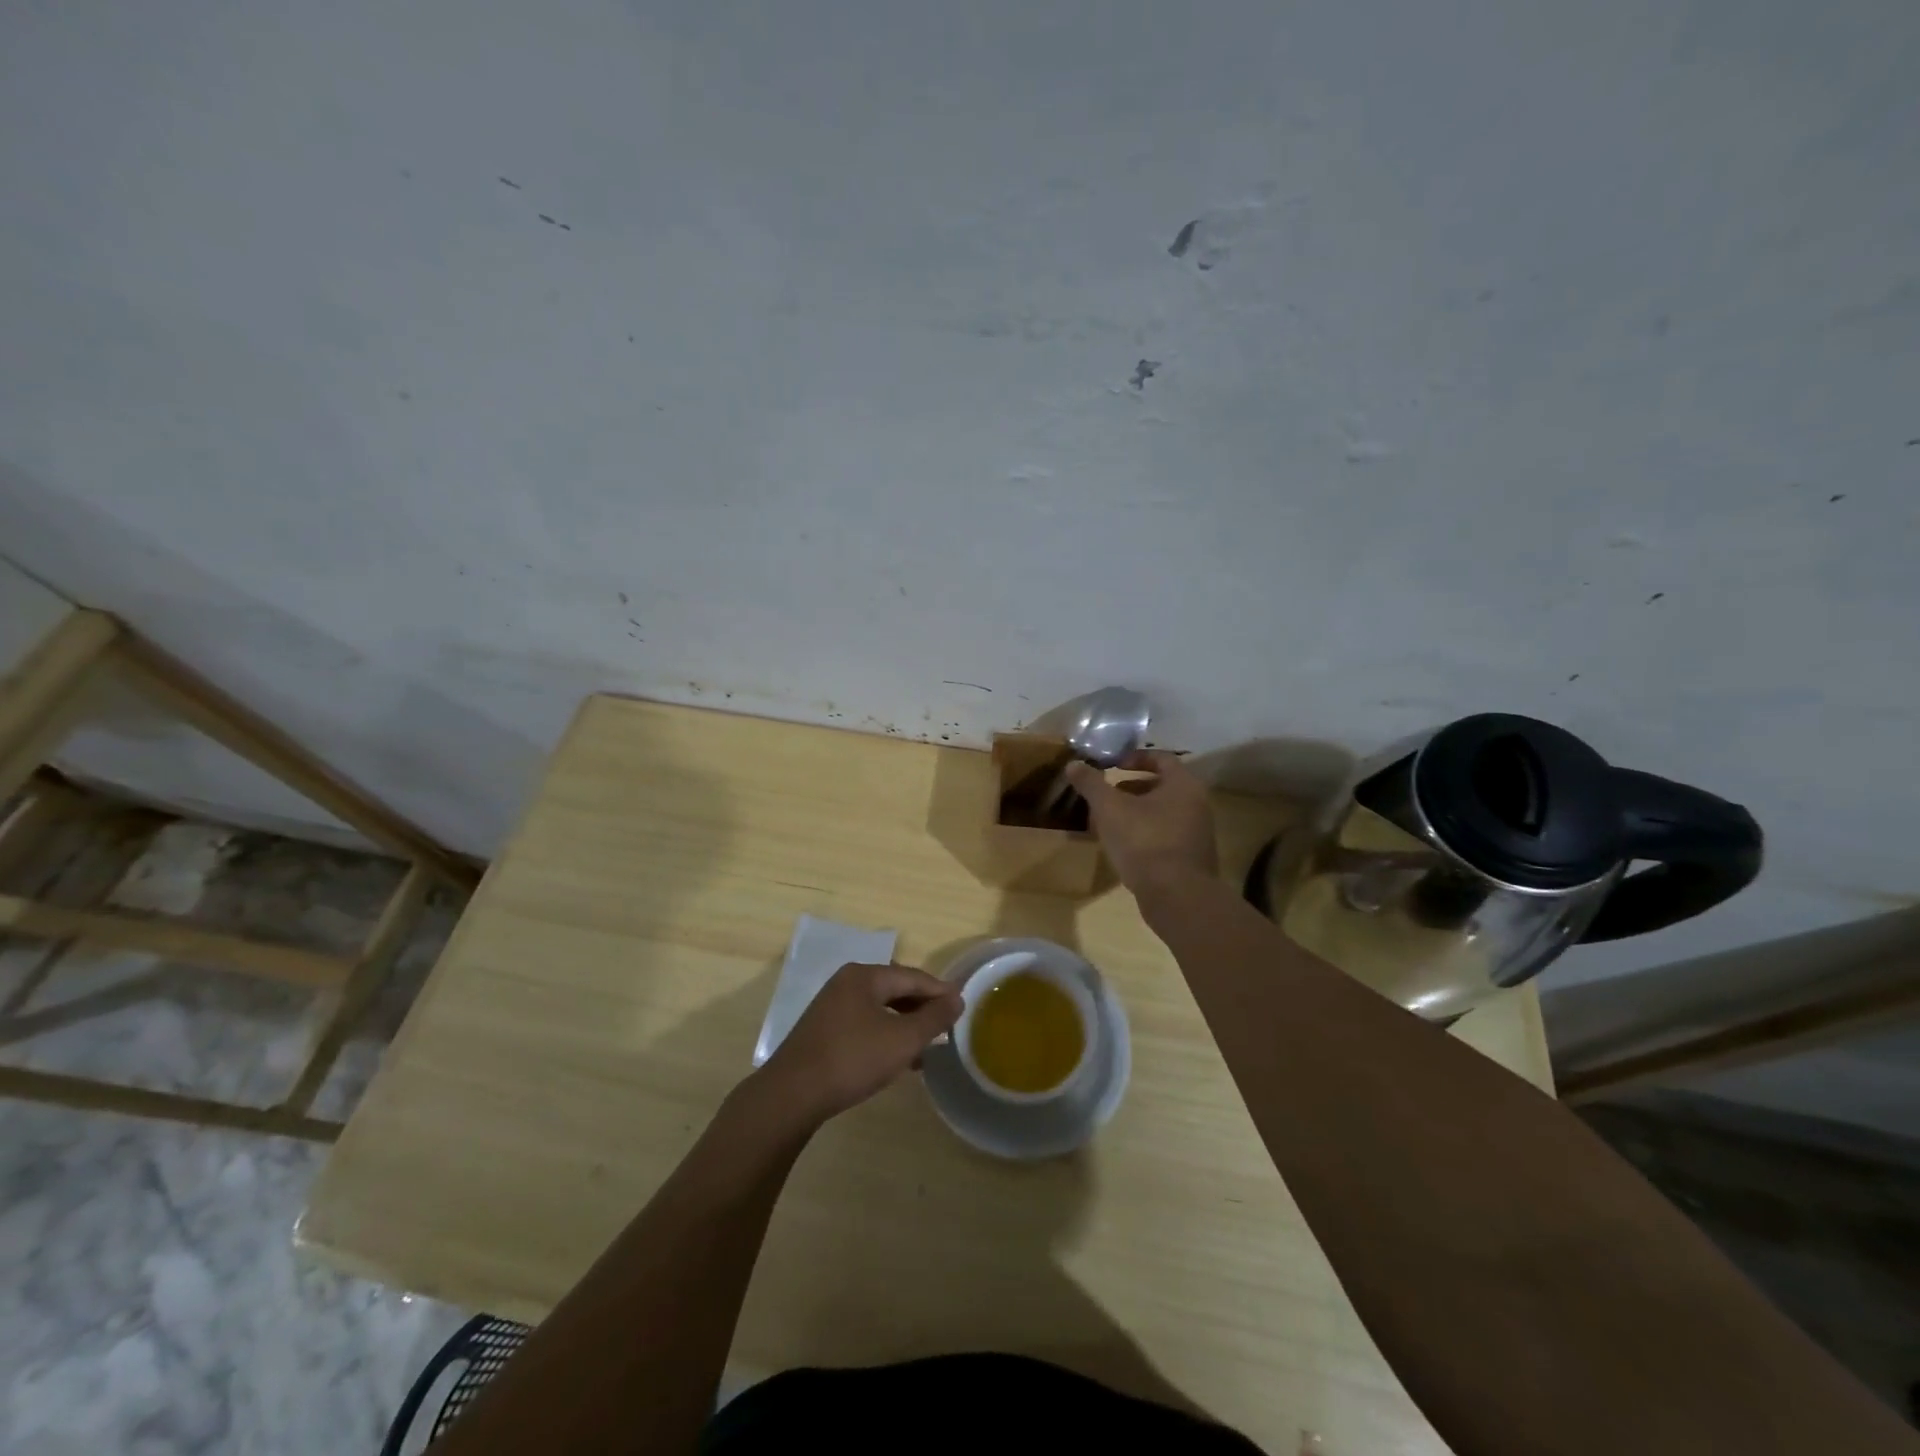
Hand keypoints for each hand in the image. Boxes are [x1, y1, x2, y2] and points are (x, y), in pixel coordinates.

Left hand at [755, 962, 962, 1126]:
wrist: (792, 1095)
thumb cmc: (853, 1059)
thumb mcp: (902, 1040)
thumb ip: (933, 1018)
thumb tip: (957, 998)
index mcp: (865, 975)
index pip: (913, 976)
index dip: (940, 991)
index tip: (963, 1007)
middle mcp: (847, 983)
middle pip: (895, 989)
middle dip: (922, 1008)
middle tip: (946, 1028)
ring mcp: (832, 1006)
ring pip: (880, 1009)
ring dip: (905, 1025)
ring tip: (926, 1049)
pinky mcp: (823, 1030)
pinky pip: (865, 1024)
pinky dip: (885, 1035)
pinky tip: (896, 1060)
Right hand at [1066, 750, 1219, 896]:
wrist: (1177, 897)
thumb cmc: (1144, 842)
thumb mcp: (1110, 809)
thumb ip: (1092, 784)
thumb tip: (1073, 764)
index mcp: (1183, 785)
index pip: (1162, 758)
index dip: (1135, 758)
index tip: (1113, 766)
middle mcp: (1197, 805)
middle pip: (1162, 786)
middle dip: (1132, 788)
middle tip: (1107, 795)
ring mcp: (1197, 834)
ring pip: (1163, 813)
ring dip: (1137, 813)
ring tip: (1110, 822)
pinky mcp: (1192, 859)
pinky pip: (1166, 836)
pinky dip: (1146, 834)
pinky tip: (1124, 848)